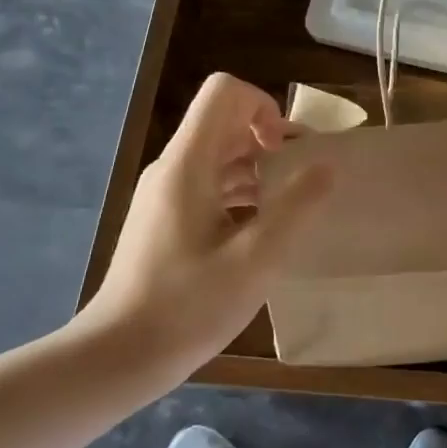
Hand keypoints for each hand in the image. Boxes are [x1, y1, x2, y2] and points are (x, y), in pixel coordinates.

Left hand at [81, 74, 330, 387]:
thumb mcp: (257, 258)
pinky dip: (240, 193)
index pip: (225, 91)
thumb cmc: (189, 306)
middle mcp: (173, 167)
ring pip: (219, 154)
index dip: (264, 106)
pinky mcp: (164, 218)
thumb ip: (297, 206)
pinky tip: (259, 233)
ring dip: (258, 169)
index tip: (285, 152)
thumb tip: (327, 164)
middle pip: (225, 120)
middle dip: (269, 139)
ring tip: (285, 210)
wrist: (119, 355)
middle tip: (299, 182)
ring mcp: (165, 193)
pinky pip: (209, 183)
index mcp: (189, 163)